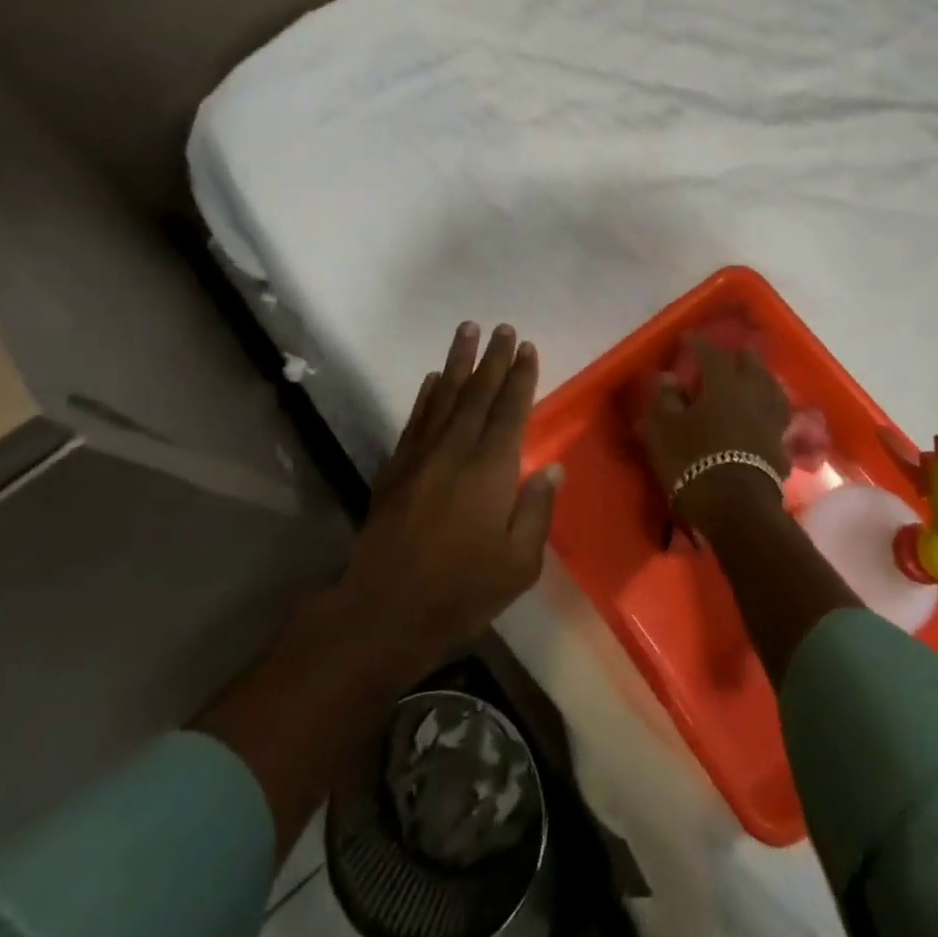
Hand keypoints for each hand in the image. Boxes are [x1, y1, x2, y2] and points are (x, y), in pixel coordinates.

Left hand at [338, 322, 561, 667]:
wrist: (385, 610)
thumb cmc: (462, 591)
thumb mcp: (519, 565)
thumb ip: (536, 511)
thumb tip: (552, 467)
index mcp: (492, 470)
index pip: (510, 411)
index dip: (520, 377)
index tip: (526, 347)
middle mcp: (457, 451)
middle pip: (478, 393)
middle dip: (493, 358)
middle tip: (502, 327)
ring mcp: (422, 456)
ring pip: (445, 397)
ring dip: (458, 362)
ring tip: (467, 330)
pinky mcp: (397, 468)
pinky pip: (416, 420)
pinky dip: (427, 396)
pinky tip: (434, 379)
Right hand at [643, 340, 790, 517]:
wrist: (736, 508)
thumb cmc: (693, 460)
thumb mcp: (664, 428)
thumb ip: (665, 399)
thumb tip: (668, 378)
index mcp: (723, 383)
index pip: (711, 354)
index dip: (698, 344)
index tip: (687, 339)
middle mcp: (752, 394)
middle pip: (751, 366)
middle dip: (739, 357)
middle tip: (727, 356)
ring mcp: (771, 420)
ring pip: (770, 389)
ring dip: (760, 380)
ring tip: (752, 380)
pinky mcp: (781, 446)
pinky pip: (776, 418)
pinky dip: (767, 411)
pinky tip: (761, 416)